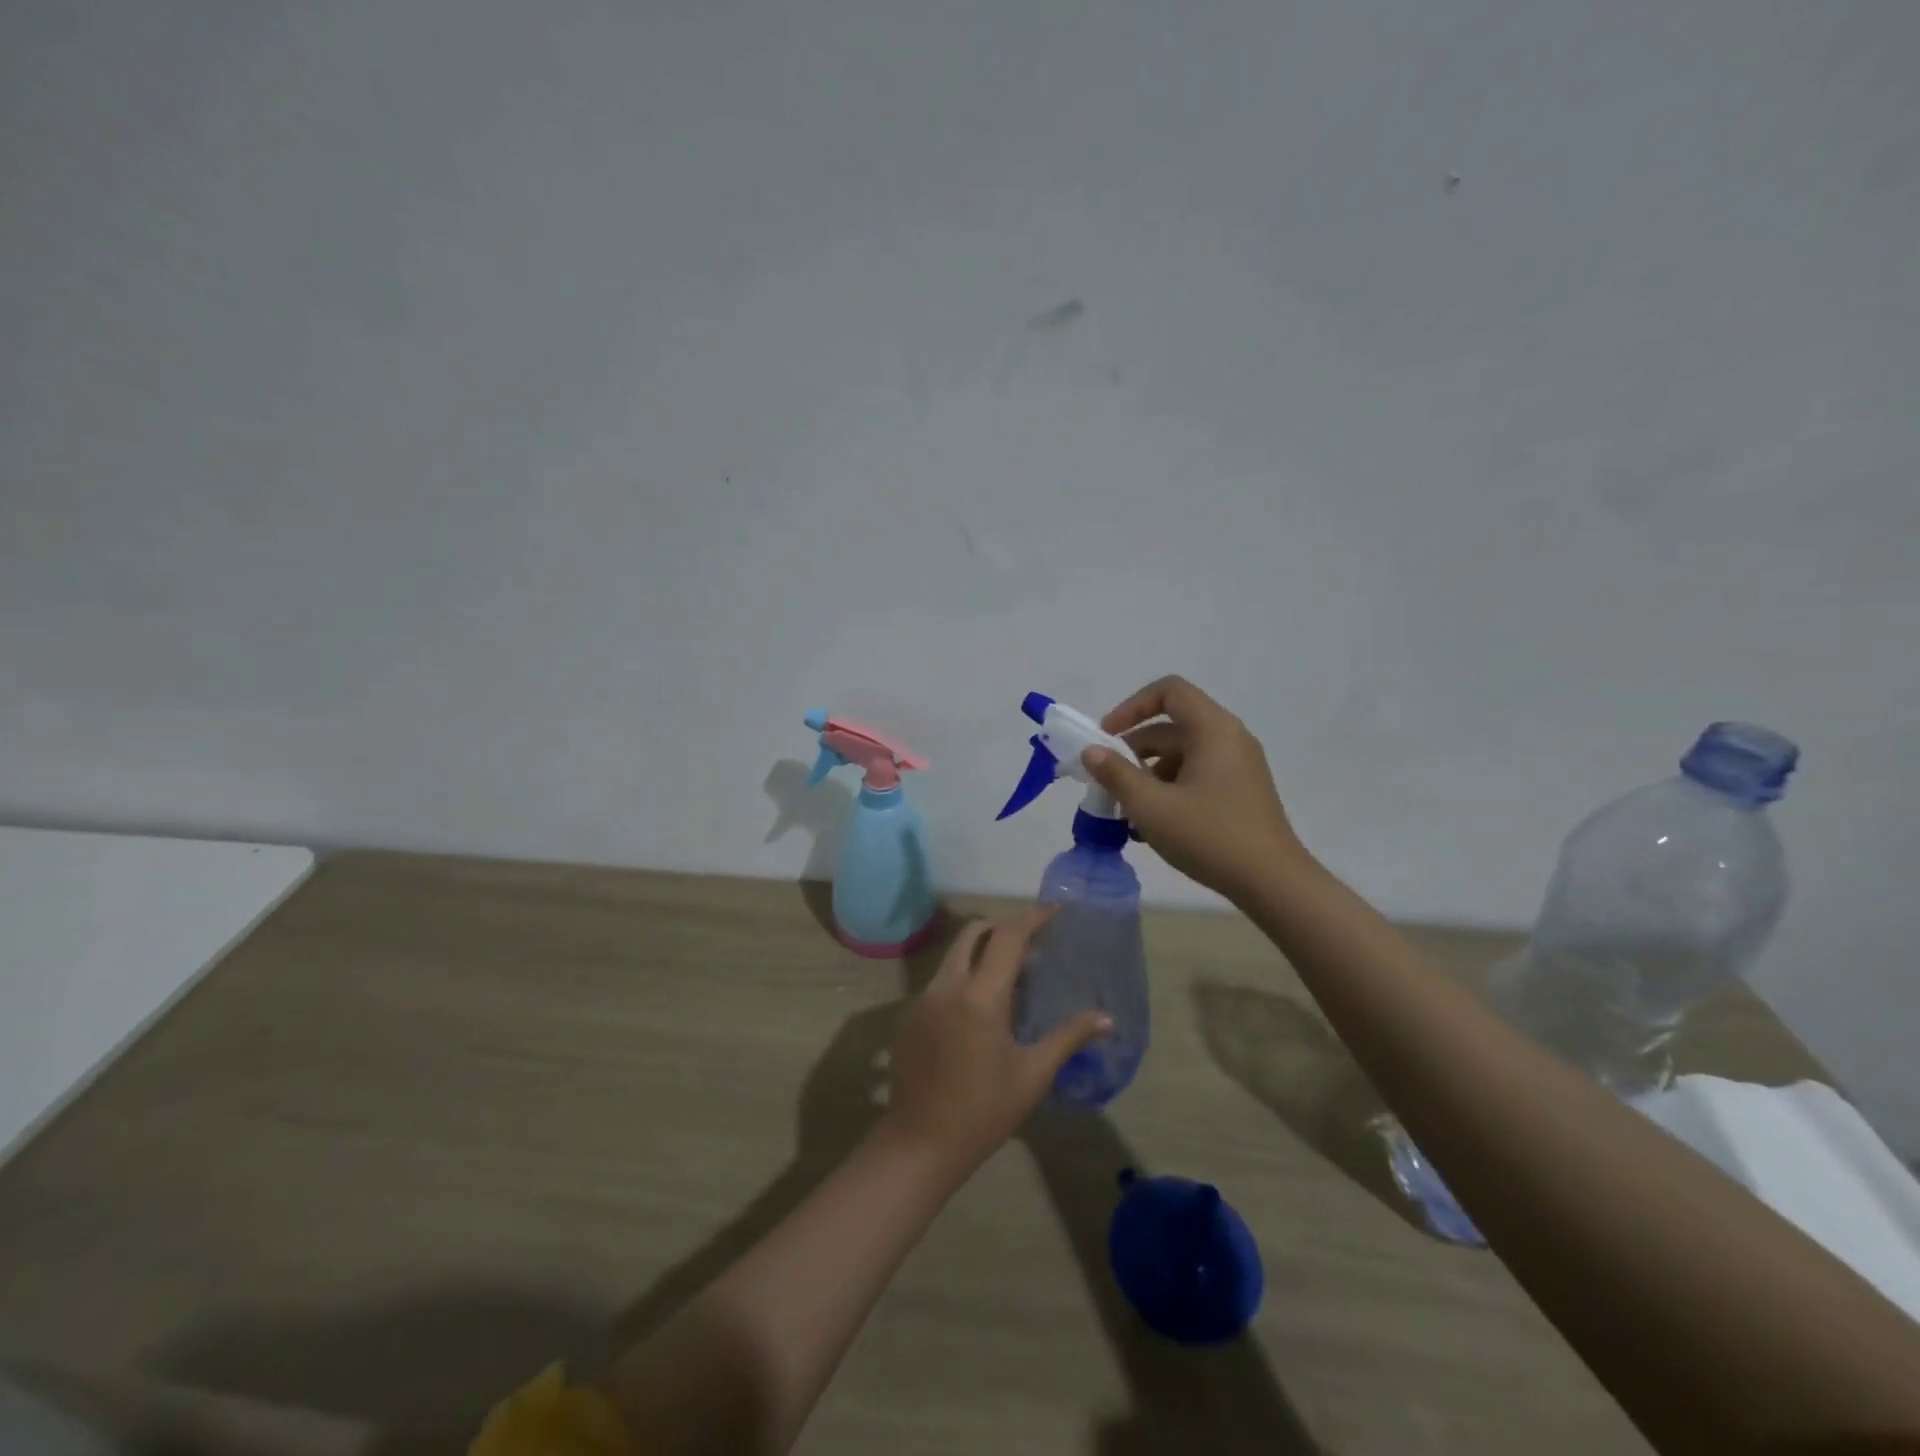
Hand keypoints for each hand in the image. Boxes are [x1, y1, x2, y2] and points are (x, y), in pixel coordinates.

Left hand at [883, 909, 1111, 1174]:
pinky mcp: (911, 1015)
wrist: (920, 1142)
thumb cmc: (984, 1110)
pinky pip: (942, 979)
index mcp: (980, 995)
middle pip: (973, 932)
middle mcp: (947, 985)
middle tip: (1033, 938)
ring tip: (1012, 971)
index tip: (1055, 912)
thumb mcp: (1033, 1074)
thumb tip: (1107, 1019)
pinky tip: (982, 1005)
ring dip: (982, 949)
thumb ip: (1068, 1037)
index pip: (1007, 937)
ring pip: (954, 954)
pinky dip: (965, 974)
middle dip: (1003, 925)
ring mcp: (923, 998)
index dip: (1033, 918)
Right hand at [1083, 674, 1304, 903]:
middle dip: (1135, 749)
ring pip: (1183, 753)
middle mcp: (1230, 738)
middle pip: (1173, 725)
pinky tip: (1154, 823)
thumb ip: (1115, 774)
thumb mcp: (1151, 806)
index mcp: (1213, 730)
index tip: (1106, 737)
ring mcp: (1240, 765)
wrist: (1273, 883)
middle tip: (1108, 780)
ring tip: (1128, 809)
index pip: (1169, 691)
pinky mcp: (1242, 790)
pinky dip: (1171, 787)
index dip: (1132, 707)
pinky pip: (1198, 774)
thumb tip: (1091, 751)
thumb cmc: (1209, 836)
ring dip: (1150, 773)